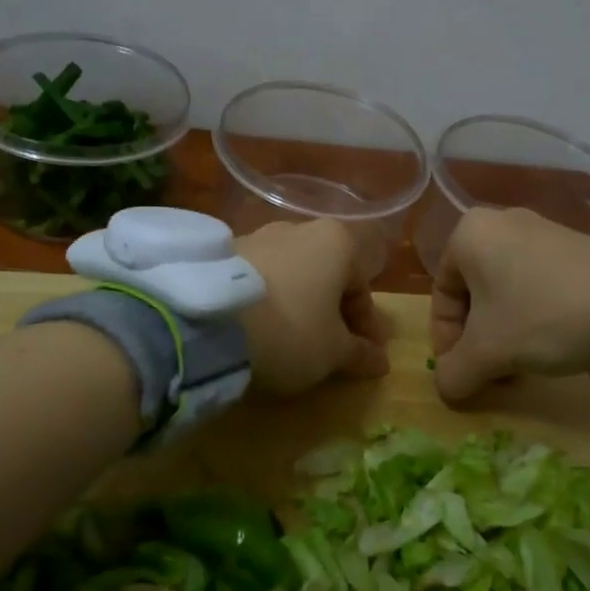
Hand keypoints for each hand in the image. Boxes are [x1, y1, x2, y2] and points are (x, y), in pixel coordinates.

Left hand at [237, 219, 391, 395]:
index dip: (367, 327)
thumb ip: (360, 353)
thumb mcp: (333, 352)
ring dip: (299, 304)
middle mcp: (299, 229)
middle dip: (332, 311)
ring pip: (292, 275)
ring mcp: (257, 235)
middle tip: (332, 347)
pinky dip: (267, 300)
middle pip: (327, 276)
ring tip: (292, 339)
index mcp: (337, 242)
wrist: (208, 321)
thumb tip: (381, 361)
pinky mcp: (222, 252)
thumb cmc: (291, 330)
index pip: (363, 288)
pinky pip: (259, 278)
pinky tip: (260, 327)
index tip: (366, 356)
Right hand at [430, 208, 589, 403]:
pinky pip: (532, 283)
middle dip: (477, 341)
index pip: (439, 298)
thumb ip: (454, 373)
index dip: (445, 343)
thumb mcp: (489, 353)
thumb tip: (446, 388)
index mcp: (468, 235)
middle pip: (471, 295)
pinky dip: (530, 316)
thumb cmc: (544, 316)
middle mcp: (498, 221)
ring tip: (519, 364)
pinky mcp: (570, 245)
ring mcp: (538, 229)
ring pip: (502, 292)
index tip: (462, 373)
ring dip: (503, 334)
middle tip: (491, 373)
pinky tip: (548, 342)